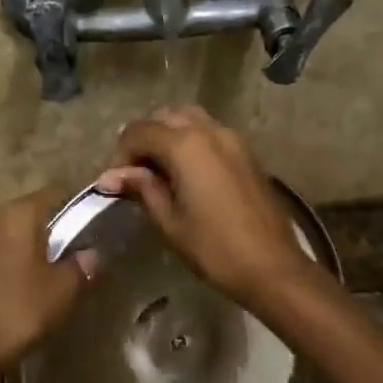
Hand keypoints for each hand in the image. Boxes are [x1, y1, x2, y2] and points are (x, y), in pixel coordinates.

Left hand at [0, 187, 96, 377]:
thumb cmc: (19, 309)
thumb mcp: (62, 290)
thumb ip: (81, 267)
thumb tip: (90, 255)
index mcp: (17, 214)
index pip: (53, 194)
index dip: (75, 208)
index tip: (91, 228)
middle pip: (30, 215)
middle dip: (52, 232)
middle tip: (74, 257)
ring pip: (11, 238)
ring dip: (30, 252)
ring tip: (50, 277)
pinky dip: (11, 268)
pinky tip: (22, 292)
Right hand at [97, 106, 320, 309]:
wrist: (271, 265)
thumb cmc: (214, 248)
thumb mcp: (170, 221)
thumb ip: (142, 189)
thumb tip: (111, 177)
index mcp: (186, 145)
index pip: (139, 131)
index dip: (122, 154)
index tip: (117, 184)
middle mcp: (210, 131)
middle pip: (166, 117)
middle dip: (145, 139)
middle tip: (137, 175)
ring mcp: (233, 139)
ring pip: (191, 119)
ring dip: (169, 136)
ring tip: (161, 172)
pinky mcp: (247, 153)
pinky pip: (211, 133)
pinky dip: (192, 142)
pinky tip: (187, 175)